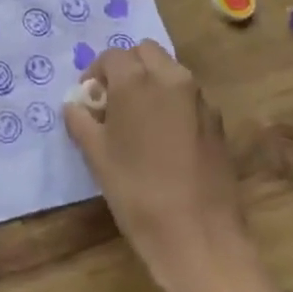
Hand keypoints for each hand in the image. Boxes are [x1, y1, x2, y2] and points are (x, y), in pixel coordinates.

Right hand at [62, 41, 276, 291]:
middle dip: (126, 68)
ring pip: (170, 71)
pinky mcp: (217, 121)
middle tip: (113, 102)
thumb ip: (81, 122)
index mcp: (137, 82)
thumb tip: (75, 105)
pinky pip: (188, 96)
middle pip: (145, 52)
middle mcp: (171, 79)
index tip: (88, 99)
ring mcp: (200, 99)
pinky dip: (172, 102)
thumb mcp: (97, 157)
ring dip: (151, 82)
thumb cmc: (137, 194)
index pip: (111, 56)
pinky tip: (164, 139)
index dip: (95, 73)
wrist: (200, 238)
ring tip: (138, 120)